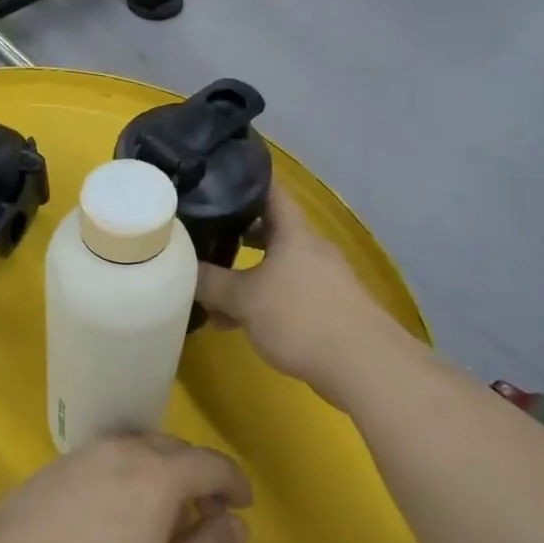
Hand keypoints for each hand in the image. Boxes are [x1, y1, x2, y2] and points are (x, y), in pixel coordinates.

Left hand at [0, 434, 251, 542]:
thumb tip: (236, 523)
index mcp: (158, 473)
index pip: (211, 463)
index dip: (235, 482)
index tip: (244, 506)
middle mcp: (125, 449)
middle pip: (176, 450)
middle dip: (200, 477)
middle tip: (205, 516)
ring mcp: (88, 452)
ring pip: (141, 449)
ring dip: (164, 473)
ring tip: (164, 515)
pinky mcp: (60, 464)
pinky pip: (112, 457)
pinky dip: (132, 474)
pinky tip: (120, 510)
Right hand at [194, 185, 416, 405]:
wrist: (365, 366)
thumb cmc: (301, 317)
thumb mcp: (244, 299)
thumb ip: (209, 282)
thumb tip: (179, 266)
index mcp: (294, 232)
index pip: (269, 190)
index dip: (243, 179)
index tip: (215, 175)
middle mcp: (310, 248)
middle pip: (269, 228)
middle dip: (235, 232)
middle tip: (202, 232)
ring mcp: (322, 279)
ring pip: (275, 265)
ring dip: (244, 274)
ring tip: (211, 289)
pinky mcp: (327, 308)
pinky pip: (285, 293)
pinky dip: (260, 300)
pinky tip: (236, 322)